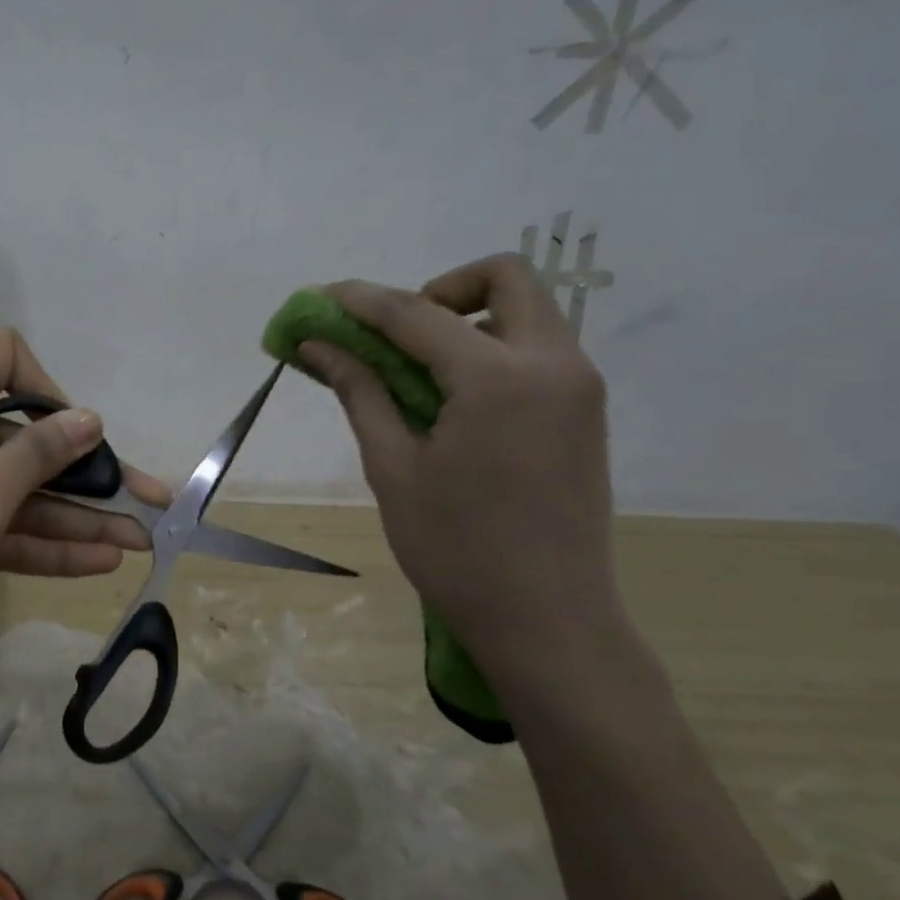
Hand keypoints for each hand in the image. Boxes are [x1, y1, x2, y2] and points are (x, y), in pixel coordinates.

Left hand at [0, 327, 170, 682]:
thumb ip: (38, 455)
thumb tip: (88, 417)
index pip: (3, 357)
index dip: (46, 384)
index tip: (77, 432)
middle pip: (25, 438)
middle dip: (86, 469)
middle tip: (149, 500)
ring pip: (17, 492)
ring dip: (75, 516)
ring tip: (140, 541)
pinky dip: (41, 544)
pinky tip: (97, 563)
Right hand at [296, 255, 621, 666]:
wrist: (549, 621)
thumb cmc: (457, 550)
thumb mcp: (393, 468)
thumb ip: (360, 392)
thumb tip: (316, 345)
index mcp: (499, 379)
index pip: (416, 313)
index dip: (360, 301)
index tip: (318, 300)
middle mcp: (554, 364)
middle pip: (504, 278)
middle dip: (440, 289)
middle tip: (396, 336)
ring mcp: (578, 386)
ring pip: (525, 310)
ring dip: (466, 319)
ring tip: (417, 373)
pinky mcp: (583, 411)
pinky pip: (536, 349)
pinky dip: (489, 350)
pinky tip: (452, 401)